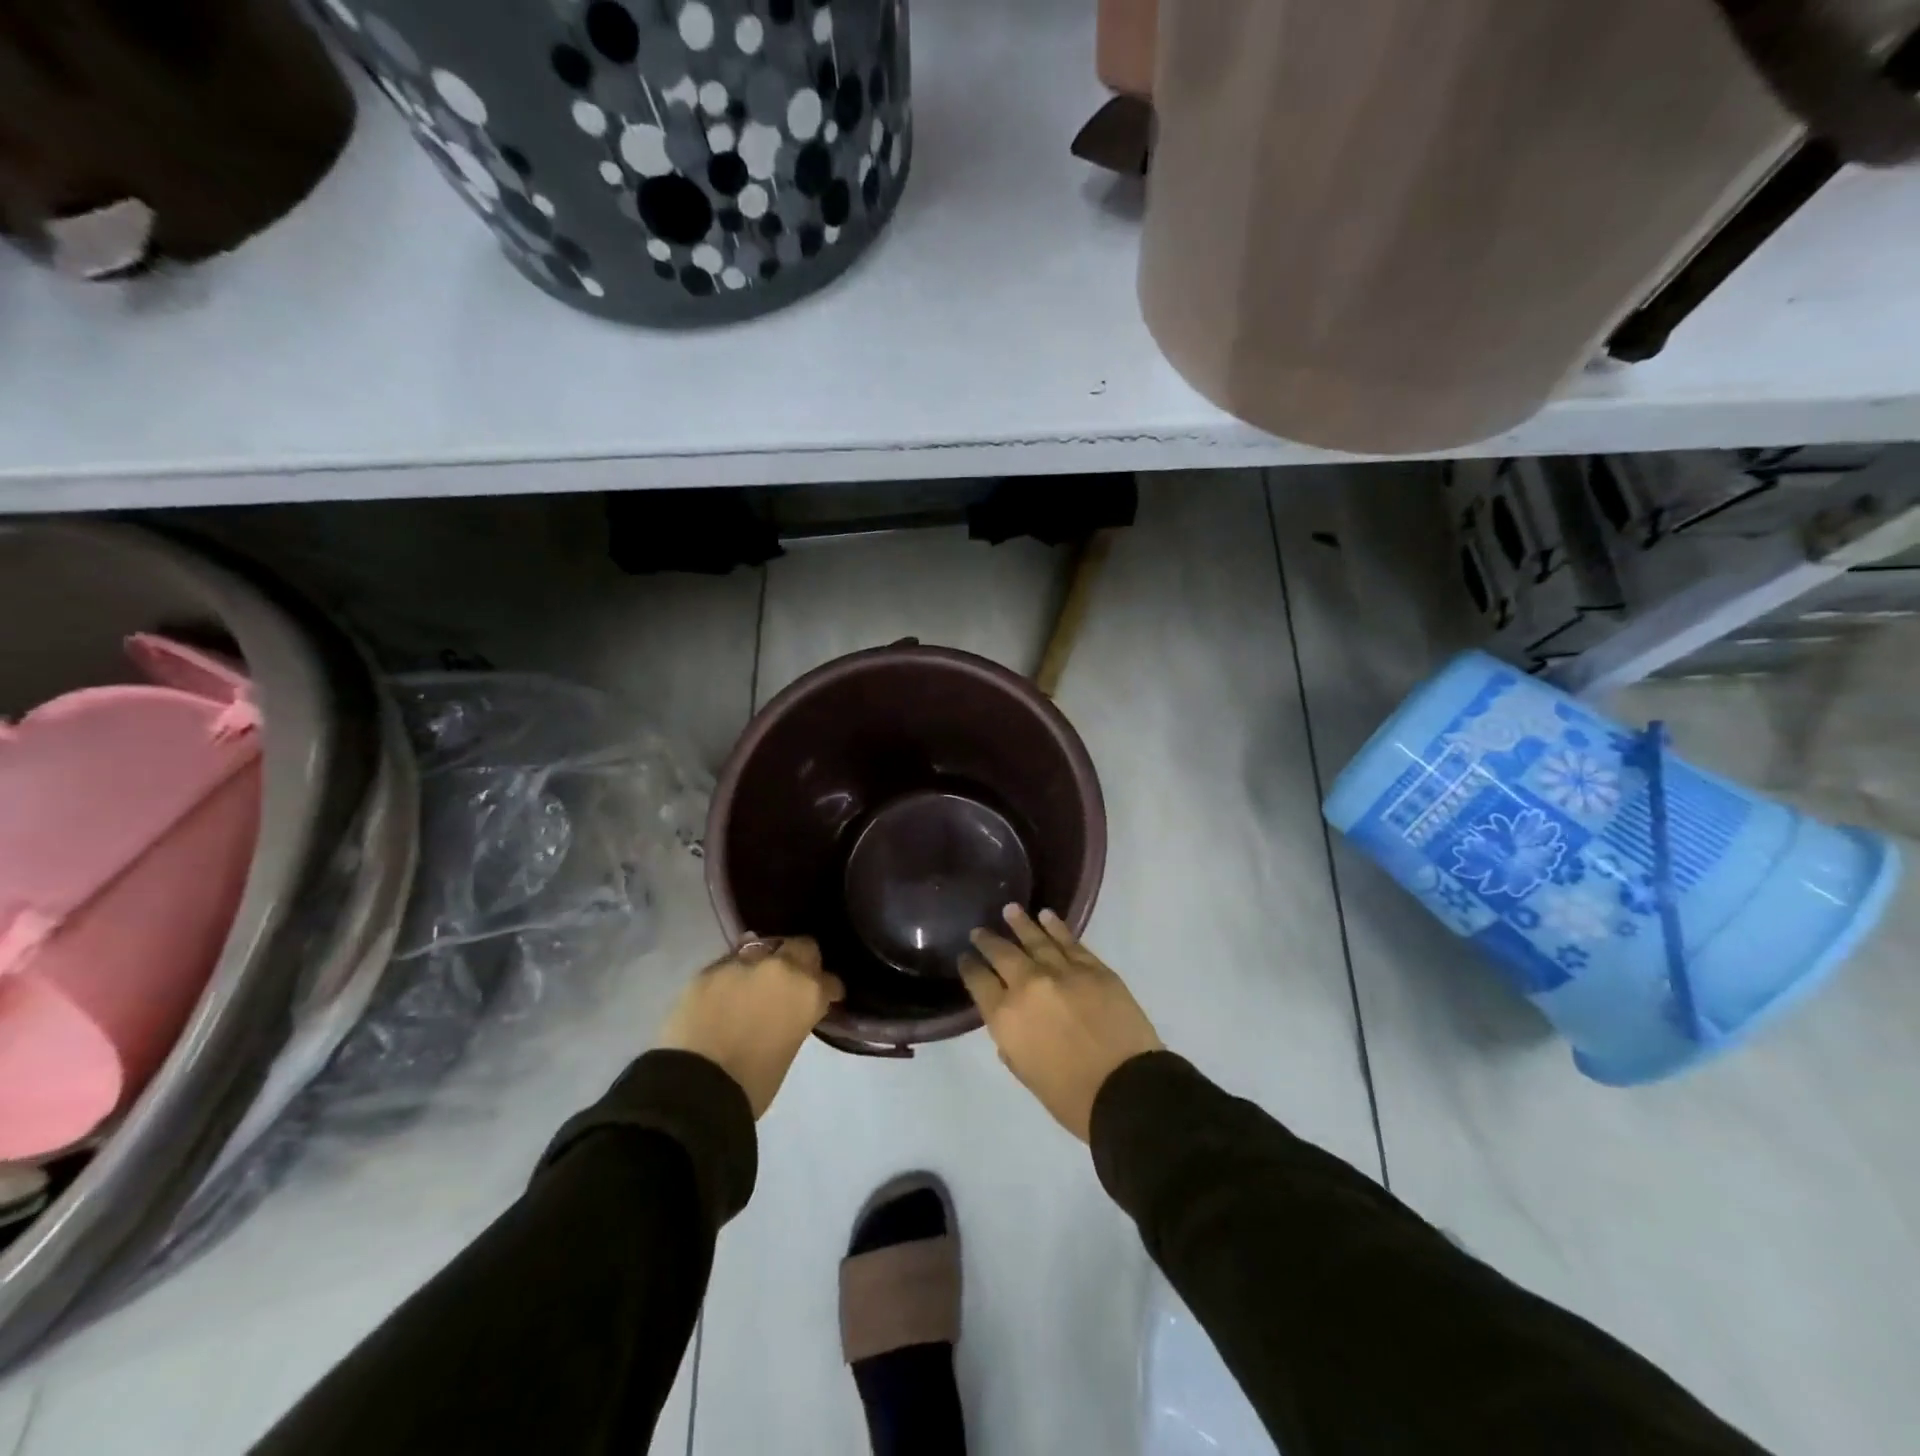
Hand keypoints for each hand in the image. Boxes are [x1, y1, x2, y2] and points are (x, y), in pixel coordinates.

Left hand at [658, 936, 843, 1118]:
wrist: (694, 1088)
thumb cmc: (752, 1084)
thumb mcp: (788, 1048)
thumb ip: (794, 1018)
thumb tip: (787, 1011)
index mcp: (808, 992)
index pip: (830, 981)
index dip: (827, 990)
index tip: (825, 998)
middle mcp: (781, 968)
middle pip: (801, 947)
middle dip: (801, 960)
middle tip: (792, 980)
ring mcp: (743, 963)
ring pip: (762, 948)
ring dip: (763, 963)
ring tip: (753, 983)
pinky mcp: (709, 969)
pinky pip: (729, 963)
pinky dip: (732, 975)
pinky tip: (725, 991)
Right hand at [959, 905, 1162, 1141]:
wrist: (1126, 1090)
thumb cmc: (1071, 1097)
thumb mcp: (1026, 1075)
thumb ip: (1011, 1044)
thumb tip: (1010, 1024)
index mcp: (1005, 1017)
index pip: (978, 982)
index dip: (969, 967)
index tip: (965, 957)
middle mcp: (1028, 986)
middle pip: (1002, 954)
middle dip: (988, 941)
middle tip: (980, 931)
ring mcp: (1062, 972)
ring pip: (1035, 939)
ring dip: (1020, 923)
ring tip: (1010, 910)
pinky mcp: (1093, 967)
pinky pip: (1069, 941)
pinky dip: (1056, 927)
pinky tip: (1046, 916)